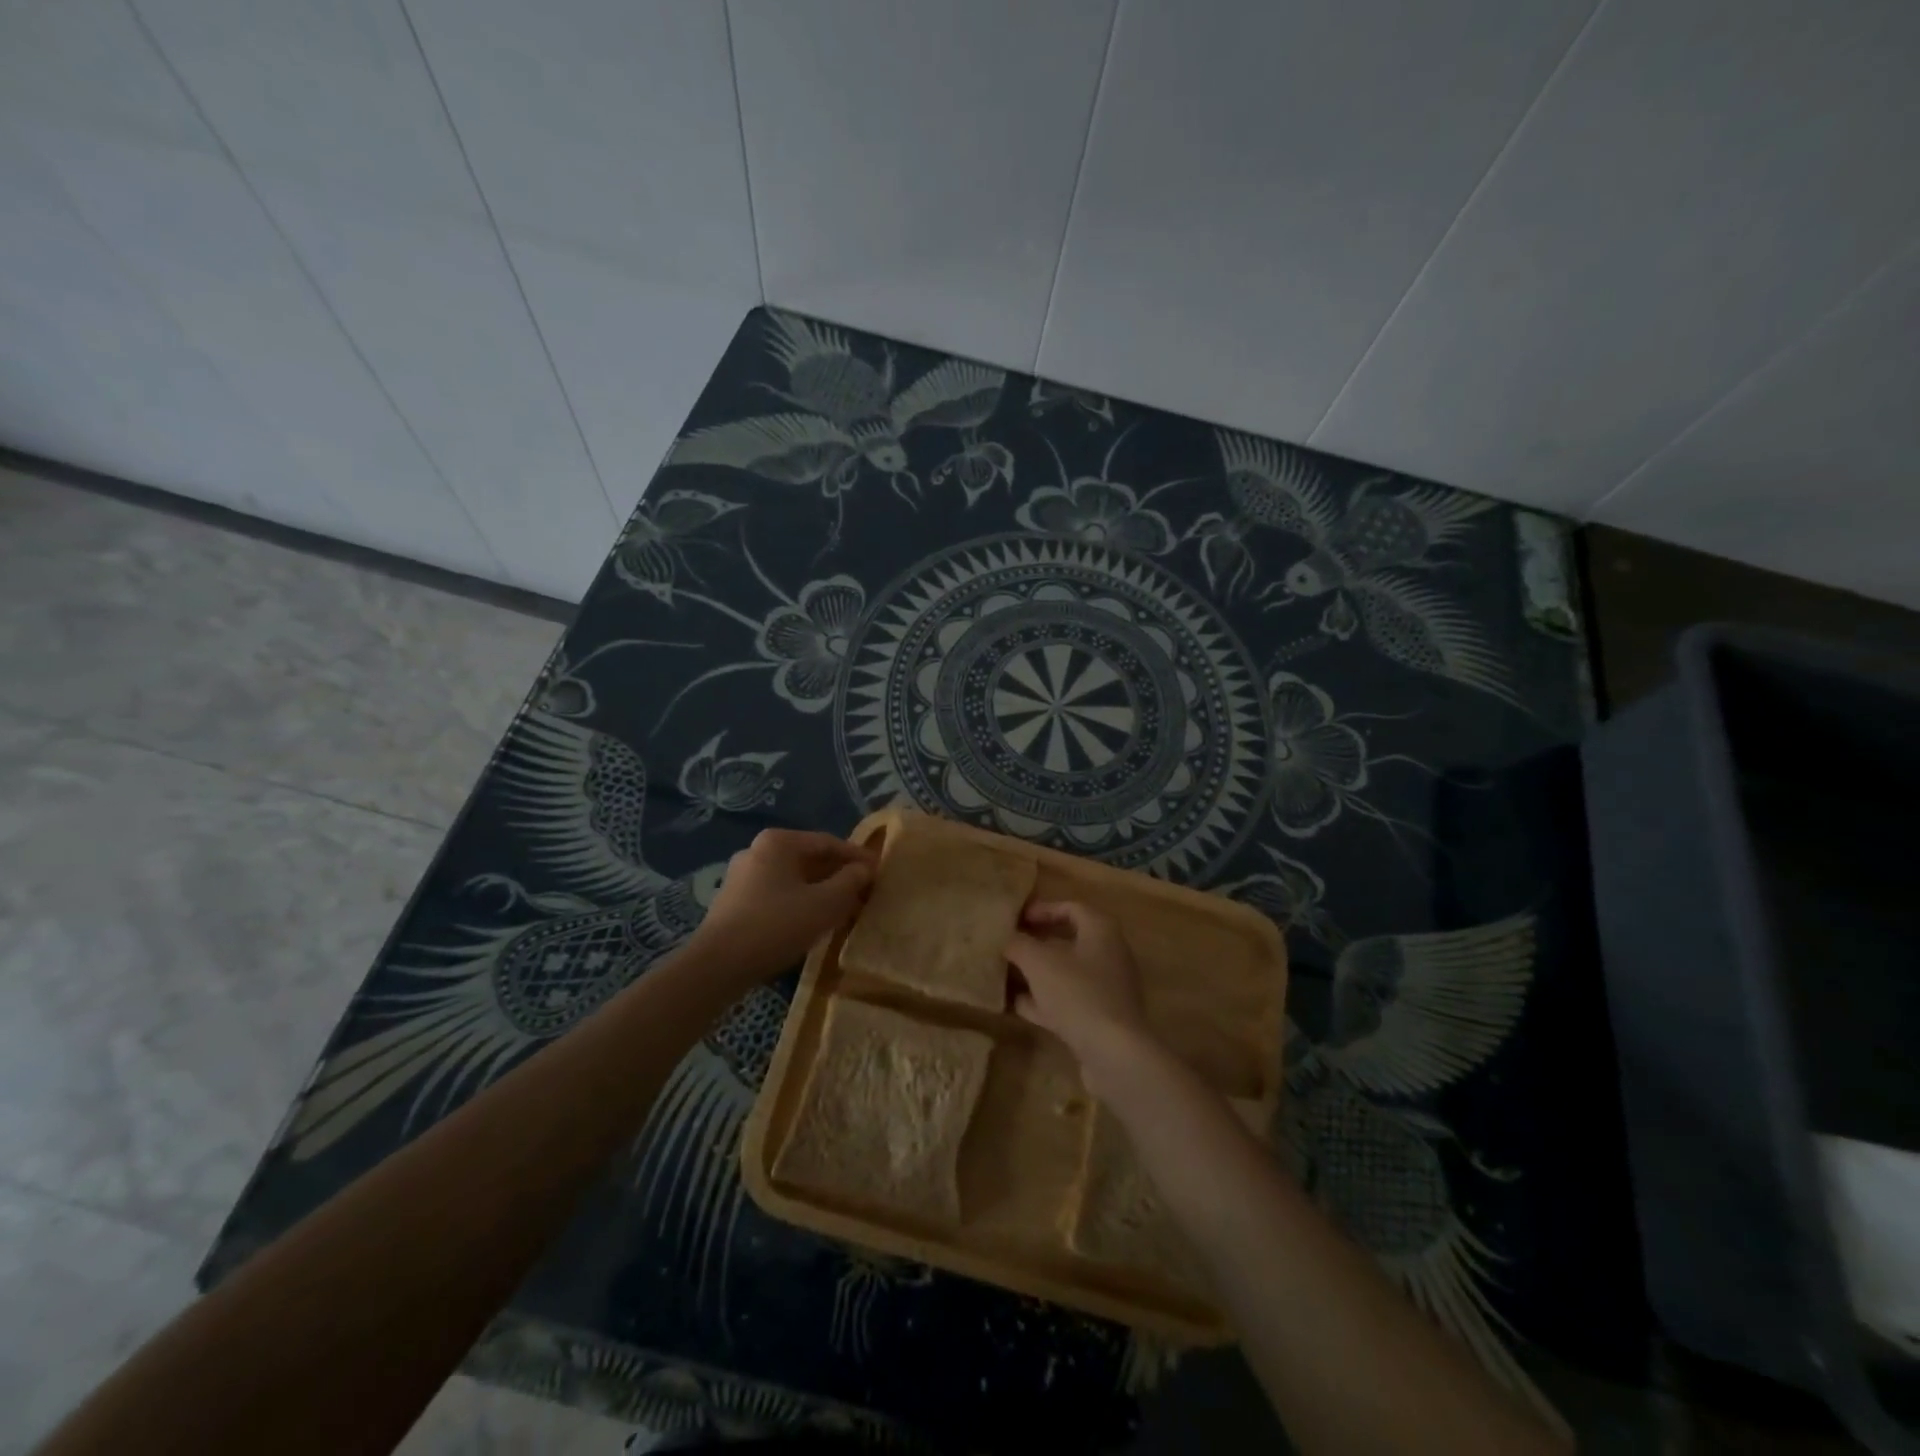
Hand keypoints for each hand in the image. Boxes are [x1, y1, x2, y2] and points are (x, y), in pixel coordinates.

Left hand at [693, 829, 874, 980]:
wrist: (718, 965)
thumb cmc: (777, 925)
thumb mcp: (825, 903)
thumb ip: (850, 881)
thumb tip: (865, 869)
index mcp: (778, 842)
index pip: (828, 842)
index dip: (857, 857)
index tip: (879, 872)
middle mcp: (756, 850)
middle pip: (809, 859)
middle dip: (838, 875)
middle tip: (864, 892)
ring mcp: (741, 876)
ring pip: (793, 878)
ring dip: (820, 891)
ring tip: (844, 909)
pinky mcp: (733, 902)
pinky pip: (777, 894)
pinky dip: (799, 902)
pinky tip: (813, 922)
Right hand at [1005, 901, 1158, 1097]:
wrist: (1114, 1053)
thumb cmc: (1077, 993)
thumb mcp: (1038, 962)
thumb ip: (1019, 944)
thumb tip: (1008, 939)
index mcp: (1101, 930)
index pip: (1072, 908)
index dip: (1043, 909)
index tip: (1018, 919)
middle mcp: (1110, 954)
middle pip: (1069, 941)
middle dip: (1037, 943)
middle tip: (1009, 945)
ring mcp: (1108, 989)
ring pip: (1067, 974)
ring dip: (1038, 974)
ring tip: (1007, 974)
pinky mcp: (1102, 1019)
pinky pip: (1069, 1001)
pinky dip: (1045, 1001)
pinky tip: (1018, 1006)